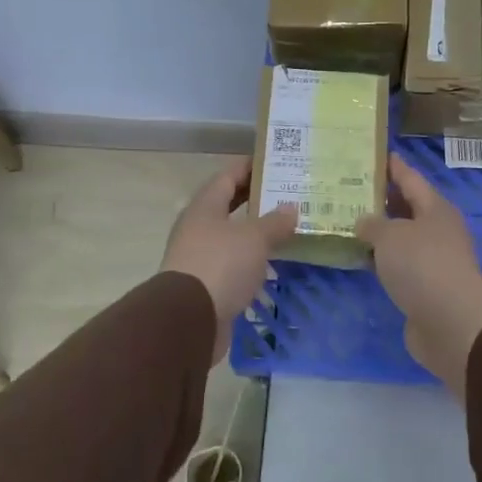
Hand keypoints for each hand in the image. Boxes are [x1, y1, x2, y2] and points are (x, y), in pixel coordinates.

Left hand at [161, 158, 298, 363]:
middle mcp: (198, 228)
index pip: (227, 177)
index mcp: (205, 208)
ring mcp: (200, 257)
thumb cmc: (221, 265)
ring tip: (287, 227)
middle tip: (287, 193)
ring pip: (232, 236)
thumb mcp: (255, 238)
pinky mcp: (207, 284)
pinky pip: (234, 263)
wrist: (189, 320)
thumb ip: (275, 222)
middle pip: (229, 206)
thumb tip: (291, 208)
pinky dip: (253, 259)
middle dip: (256, 199)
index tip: (273, 161)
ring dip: (256, 232)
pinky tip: (273, 261)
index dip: (249, 167)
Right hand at [356, 156, 481, 397]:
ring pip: (403, 238)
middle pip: (408, 208)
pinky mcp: (426, 287)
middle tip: (351, 190)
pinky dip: (383, 259)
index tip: (378, 154)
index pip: (411, 179)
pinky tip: (362, 259)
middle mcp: (438, 230)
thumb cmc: (422, 266)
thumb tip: (364, 222)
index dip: (394, 167)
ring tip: (349, 223)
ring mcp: (434, 260)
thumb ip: (373, 225)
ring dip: (381, 233)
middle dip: (383, 200)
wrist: (450, 322)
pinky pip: (399, 265)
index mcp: (436, 209)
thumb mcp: (391, 236)